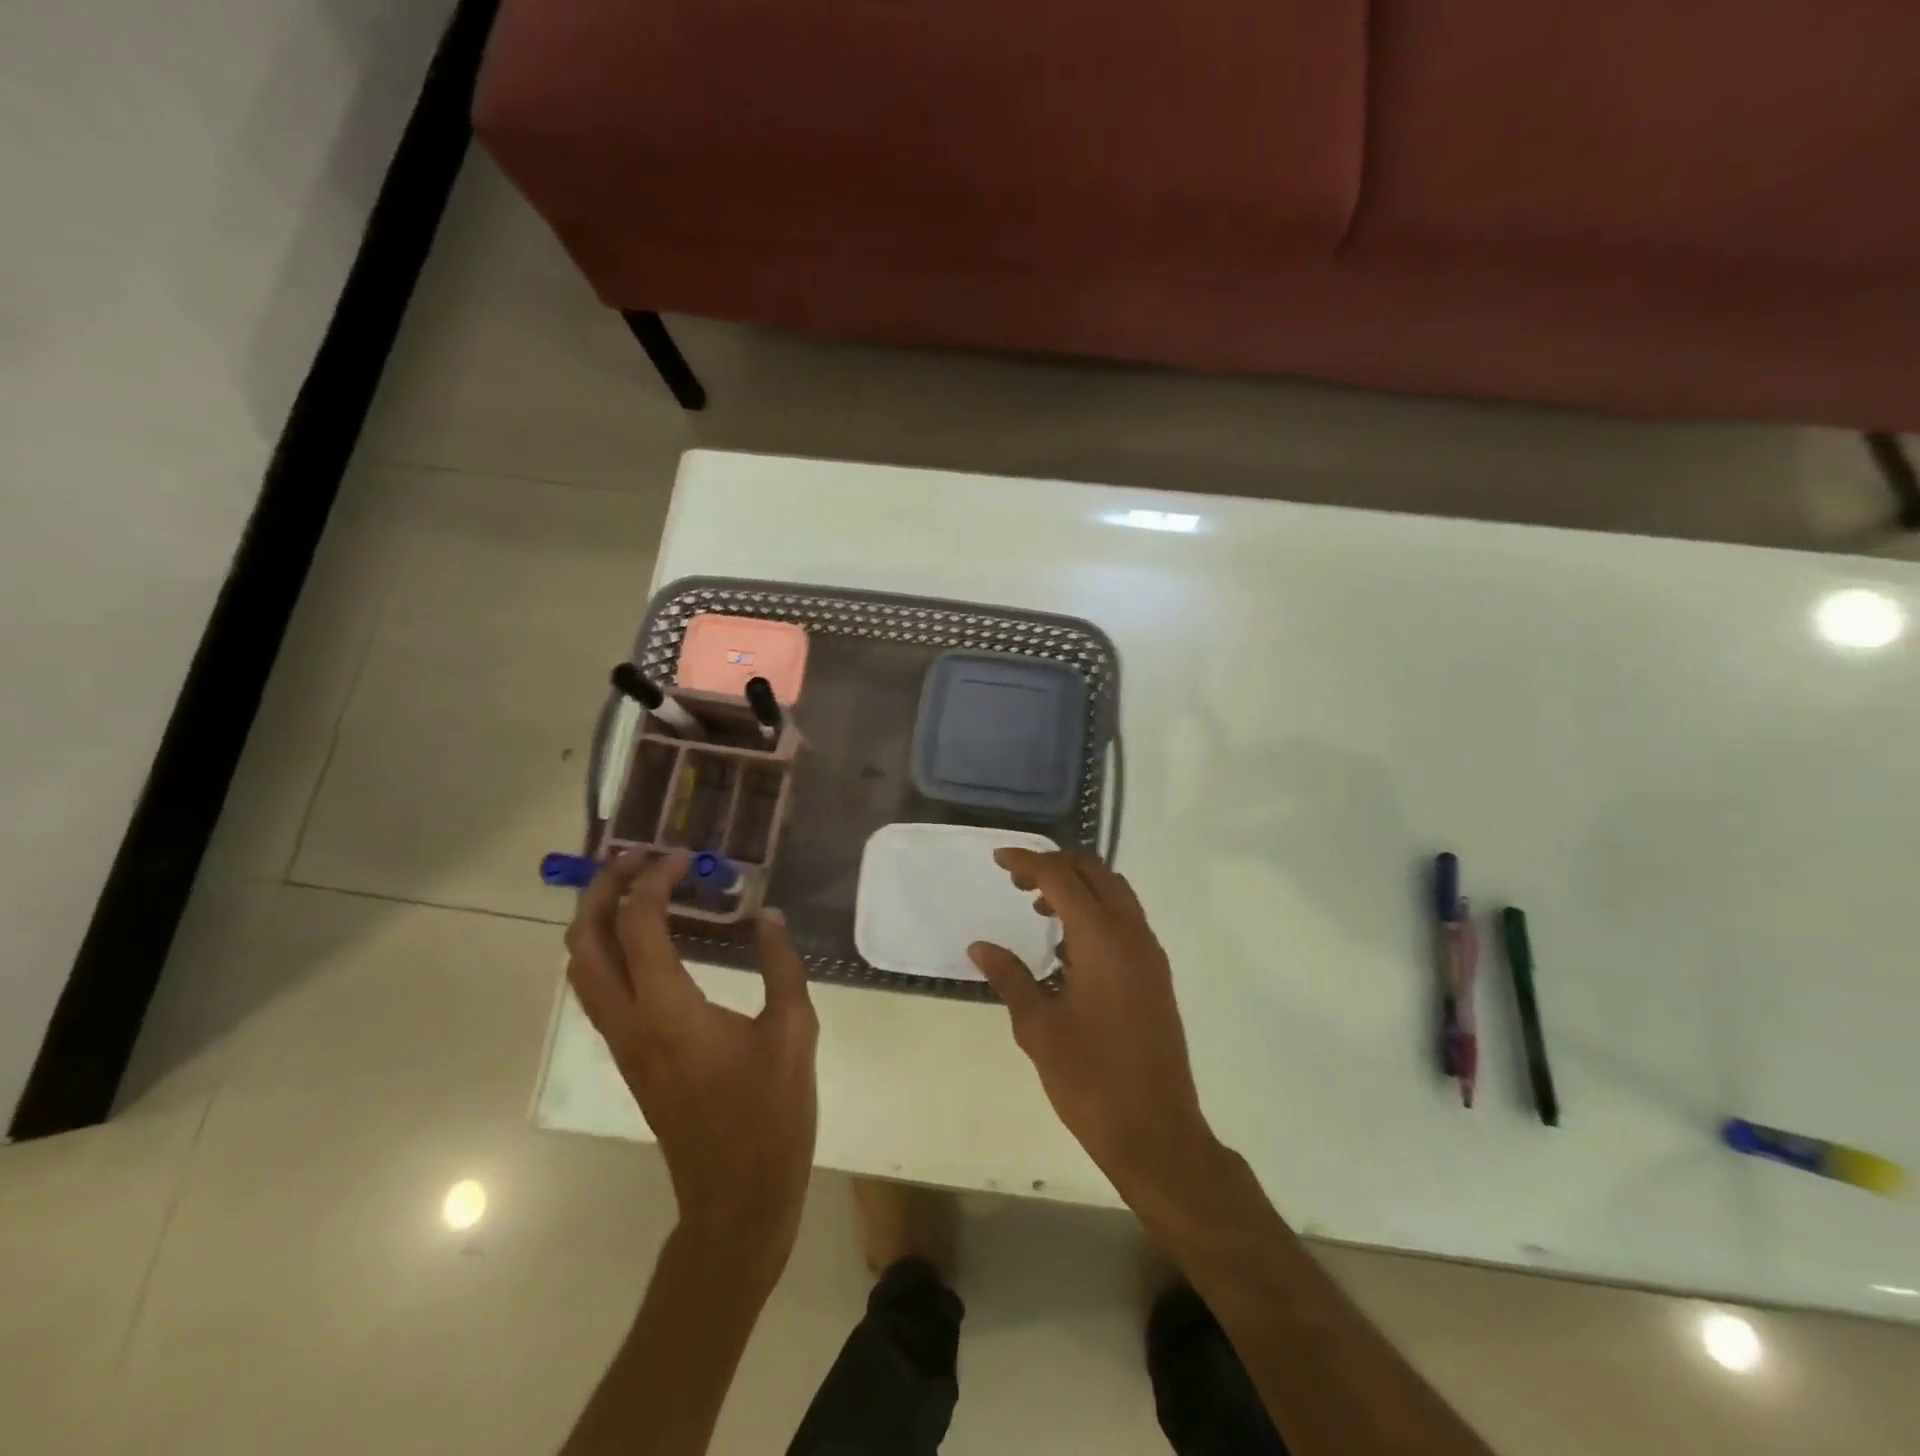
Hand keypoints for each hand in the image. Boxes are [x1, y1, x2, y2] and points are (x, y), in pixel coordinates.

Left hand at [566, 849, 818, 1263]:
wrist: (736, 1197)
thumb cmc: (770, 1114)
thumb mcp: (794, 1031)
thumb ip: (781, 966)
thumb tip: (770, 917)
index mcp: (668, 1010)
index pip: (638, 925)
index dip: (652, 881)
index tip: (682, 856)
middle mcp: (630, 1022)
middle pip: (585, 944)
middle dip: (601, 892)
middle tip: (634, 858)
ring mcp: (623, 1045)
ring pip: (582, 971)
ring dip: (597, 922)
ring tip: (631, 888)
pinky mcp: (631, 1059)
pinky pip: (599, 992)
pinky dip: (607, 952)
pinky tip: (645, 941)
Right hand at [968, 849, 1221, 1204]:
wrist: (1156, 1131)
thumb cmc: (1090, 1078)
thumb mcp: (1038, 1027)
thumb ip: (1010, 977)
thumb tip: (980, 946)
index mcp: (1101, 938)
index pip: (1060, 877)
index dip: (1027, 862)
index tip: (998, 860)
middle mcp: (1131, 934)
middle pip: (1095, 872)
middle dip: (1056, 866)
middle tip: (1017, 882)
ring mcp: (1149, 954)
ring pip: (1116, 893)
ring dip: (1079, 888)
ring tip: (1039, 909)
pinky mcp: (1156, 975)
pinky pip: (1126, 921)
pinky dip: (1097, 913)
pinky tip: (1068, 948)